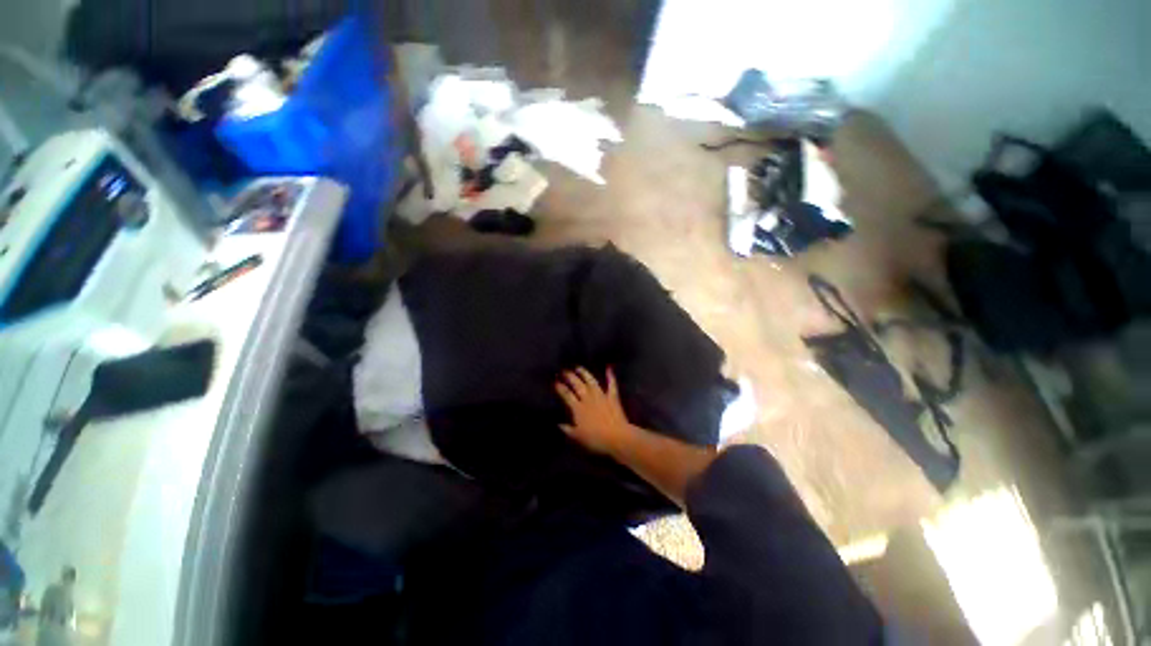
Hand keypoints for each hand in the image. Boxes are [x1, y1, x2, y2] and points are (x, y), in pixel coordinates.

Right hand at [555, 367, 633, 454]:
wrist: (617, 437)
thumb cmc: (596, 439)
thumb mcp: (578, 437)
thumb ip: (567, 429)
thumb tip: (558, 424)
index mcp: (578, 408)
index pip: (567, 395)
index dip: (560, 388)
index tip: (555, 382)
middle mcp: (588, 399)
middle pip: (578, 385)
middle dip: (570, 377)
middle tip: (564, 370)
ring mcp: (601, 396)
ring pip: (592, 381)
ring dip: (585, 373)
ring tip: (579, 367)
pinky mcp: (613, 397)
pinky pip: (612, 385)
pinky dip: (611, 376)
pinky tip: (609, 368)